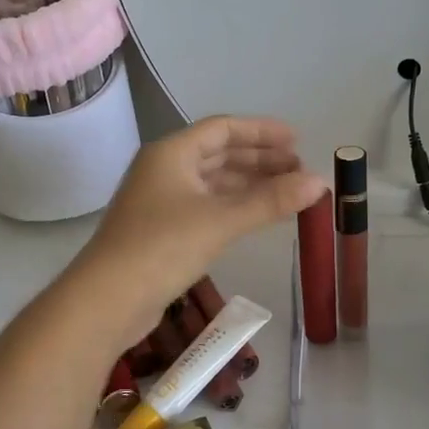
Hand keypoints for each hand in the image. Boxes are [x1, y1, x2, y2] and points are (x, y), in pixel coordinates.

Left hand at [73, 116, 325, 345]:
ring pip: (212, 182)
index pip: (222, 128)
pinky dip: (233, 206)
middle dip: (259, 159)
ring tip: (287, 192)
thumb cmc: (162, 247)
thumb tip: (319, 182)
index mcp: (171, 153)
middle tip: (299, 169)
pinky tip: (256, 216)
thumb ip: (270, 201)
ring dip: (248, 184)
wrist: (108, 299)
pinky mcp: (161, 231)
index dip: (261, 132)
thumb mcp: (221, 221)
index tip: (296, 140)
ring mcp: (160, 201)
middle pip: (218, 154)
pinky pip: (205, 206)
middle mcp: (164, 169)